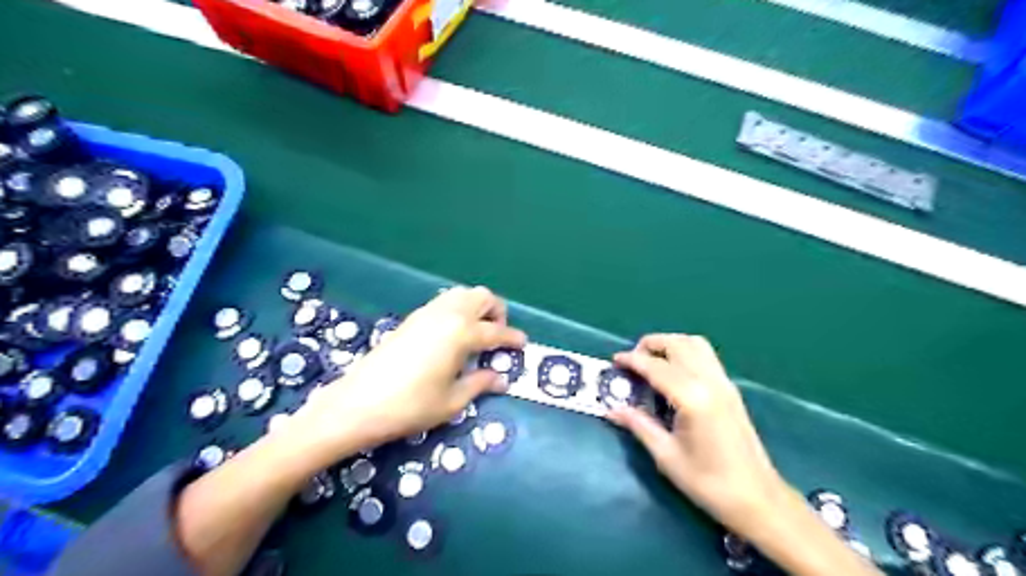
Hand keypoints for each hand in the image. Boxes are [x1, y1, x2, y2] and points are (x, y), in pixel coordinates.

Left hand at [288, 286, 528, 464]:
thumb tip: (501, 378)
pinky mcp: (412, 318)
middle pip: (482, 297)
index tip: (523, 346)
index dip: (513, 339)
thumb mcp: (452, 401)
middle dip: (497, 312)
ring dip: (476, 307)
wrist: (358, 403)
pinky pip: (444, 301)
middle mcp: (448, 314)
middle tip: (498, 336)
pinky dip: (457, 309)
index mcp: (462, 333)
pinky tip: (453, 334)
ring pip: (462, 294)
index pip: (497, 331)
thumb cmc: (411, 406)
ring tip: (477, 333)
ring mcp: (427, 313)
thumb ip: (480, 383)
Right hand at [608, 336, 786, 532]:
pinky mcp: (731, 389)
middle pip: (678, 344)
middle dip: (651, 344)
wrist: (758, 498)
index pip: (656, 366)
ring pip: (695, 344)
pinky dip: (685, 352)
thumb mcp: (666, 456)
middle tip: (632, 360)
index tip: (614, 361)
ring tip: (651, 361)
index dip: (632, 360)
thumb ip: (639, 425)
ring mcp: (724, 383)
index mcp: (692, 398)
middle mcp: (710, 382)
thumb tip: (613, 409)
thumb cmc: (708, 482)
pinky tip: (673, 373)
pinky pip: (705, 356)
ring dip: (670, 344)